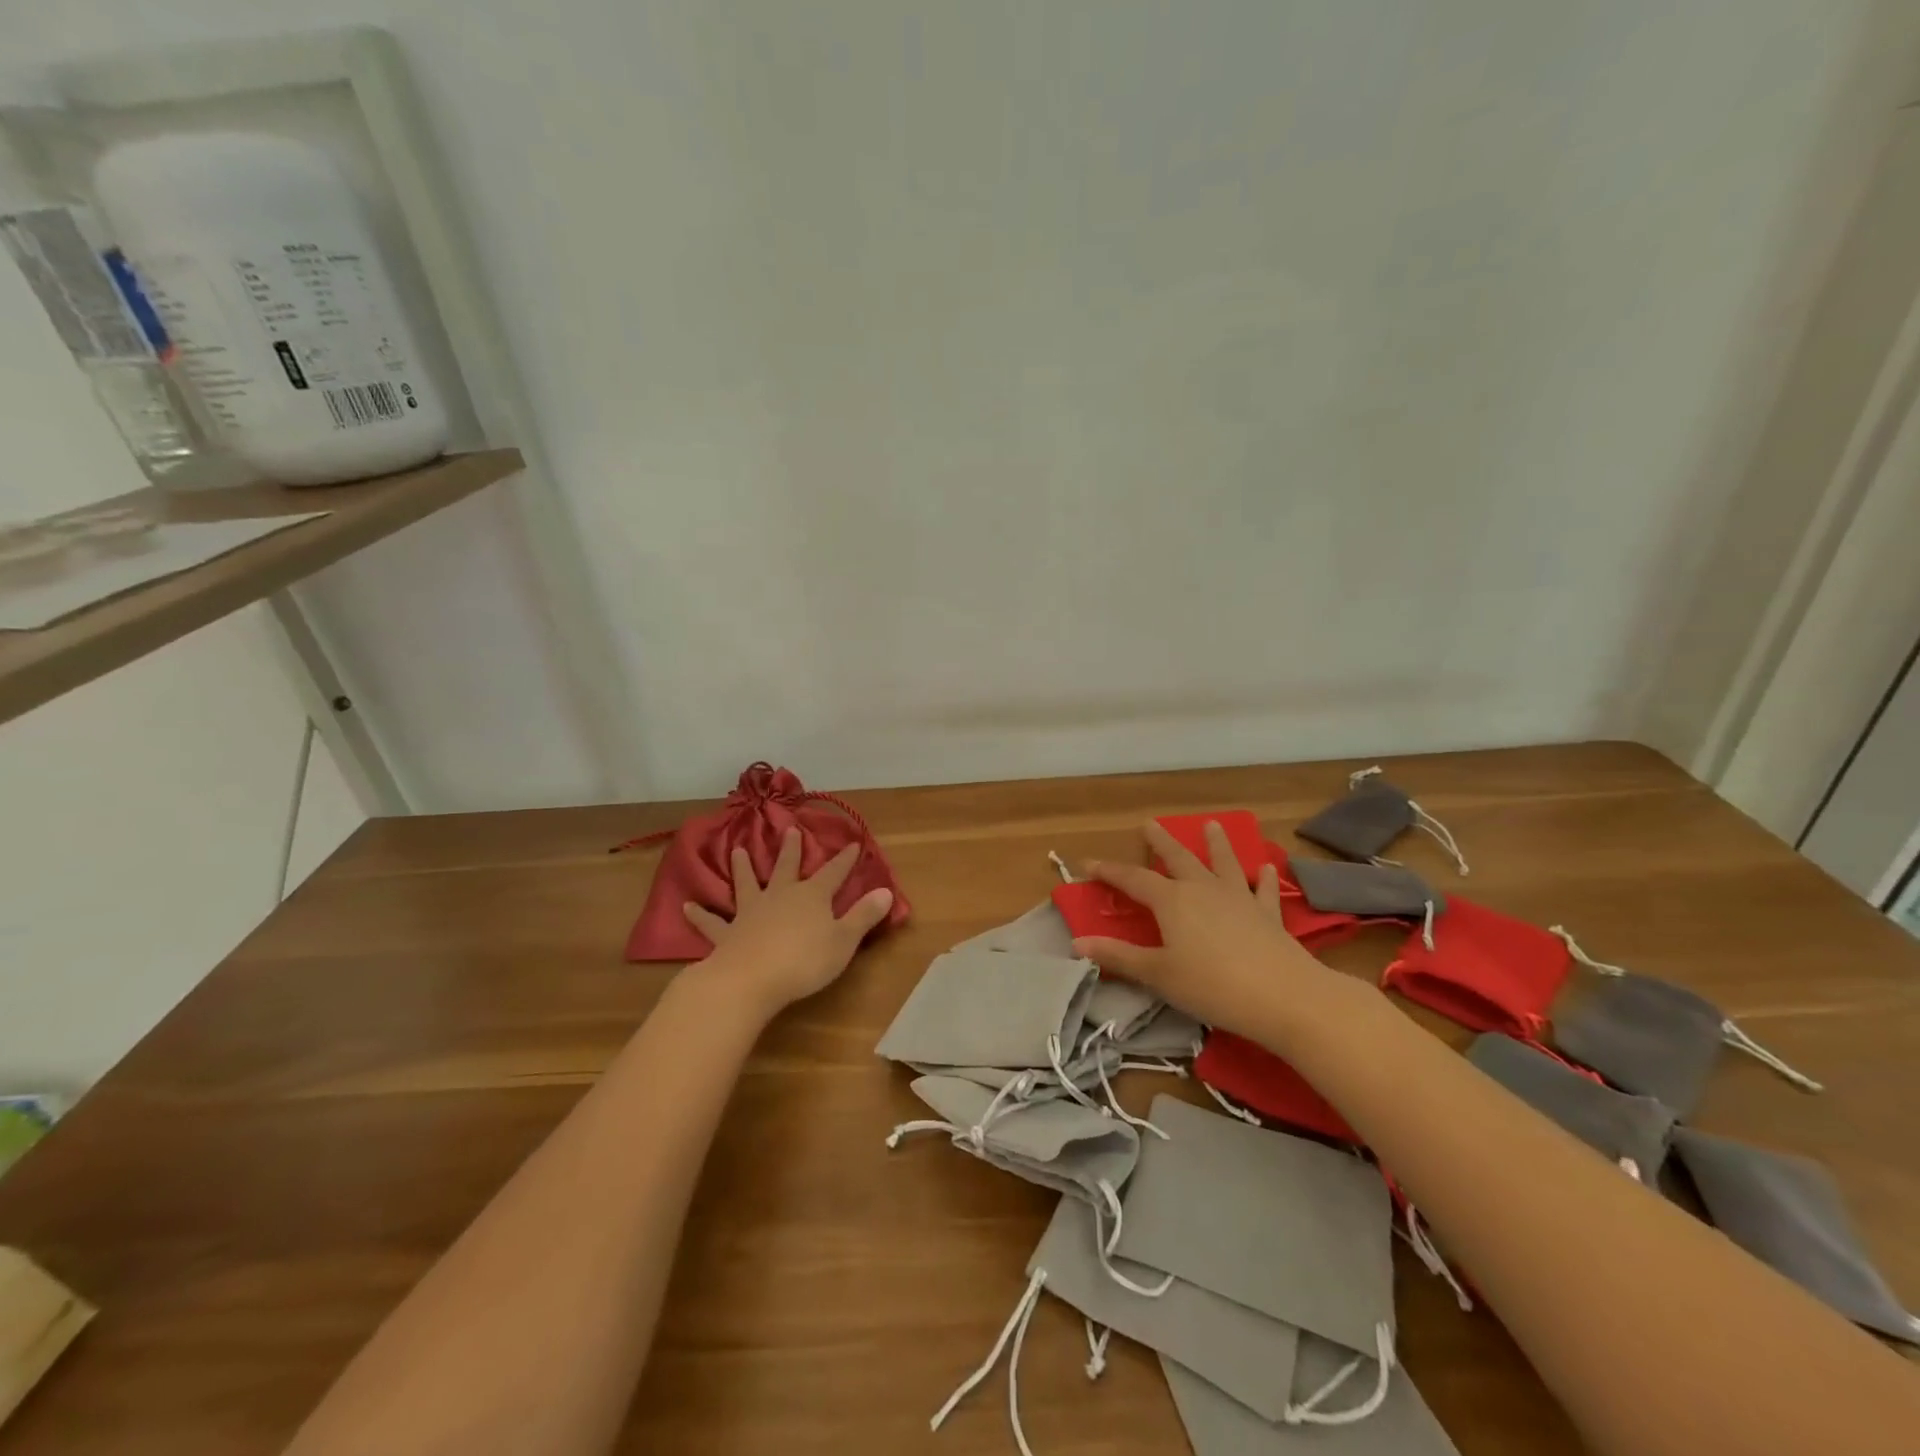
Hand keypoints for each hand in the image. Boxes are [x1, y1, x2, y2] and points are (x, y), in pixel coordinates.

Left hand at [682, 829, 893, 1015]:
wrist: (750, 980)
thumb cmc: (804, 961)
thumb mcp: (843, 940)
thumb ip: (863, 916)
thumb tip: (886, 891)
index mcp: (812, 896)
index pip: (834, 873)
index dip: (844, 859)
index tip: (852, 843)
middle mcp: (780, 896)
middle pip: (787, 868)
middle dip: (792, 851)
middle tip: (790, 831)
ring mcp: (750, 913)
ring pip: (747, 884)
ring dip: (743, 868)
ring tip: (738, 850)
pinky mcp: (727, 935)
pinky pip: (711, 923)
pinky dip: (700, 915)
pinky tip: (686, 907)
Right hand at [1071, 821, 1329, 1037]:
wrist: (1283, 996)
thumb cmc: (1211, 986)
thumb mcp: (1157, 974)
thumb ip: (1118, 957)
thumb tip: (1077, 942)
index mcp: (1172, 901)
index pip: (1133, 879)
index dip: (1109, 871)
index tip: (1088, 863)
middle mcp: (1203, 889)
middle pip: (1177, 858)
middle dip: (1161, 842)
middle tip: (1149, 824)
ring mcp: (1239, 898)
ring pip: (1223, 863)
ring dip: (1216, 844)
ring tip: (1212, 824)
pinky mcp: (1268, 915)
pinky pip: (1264, 890)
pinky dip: (1264, 878)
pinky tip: (1266, 869)